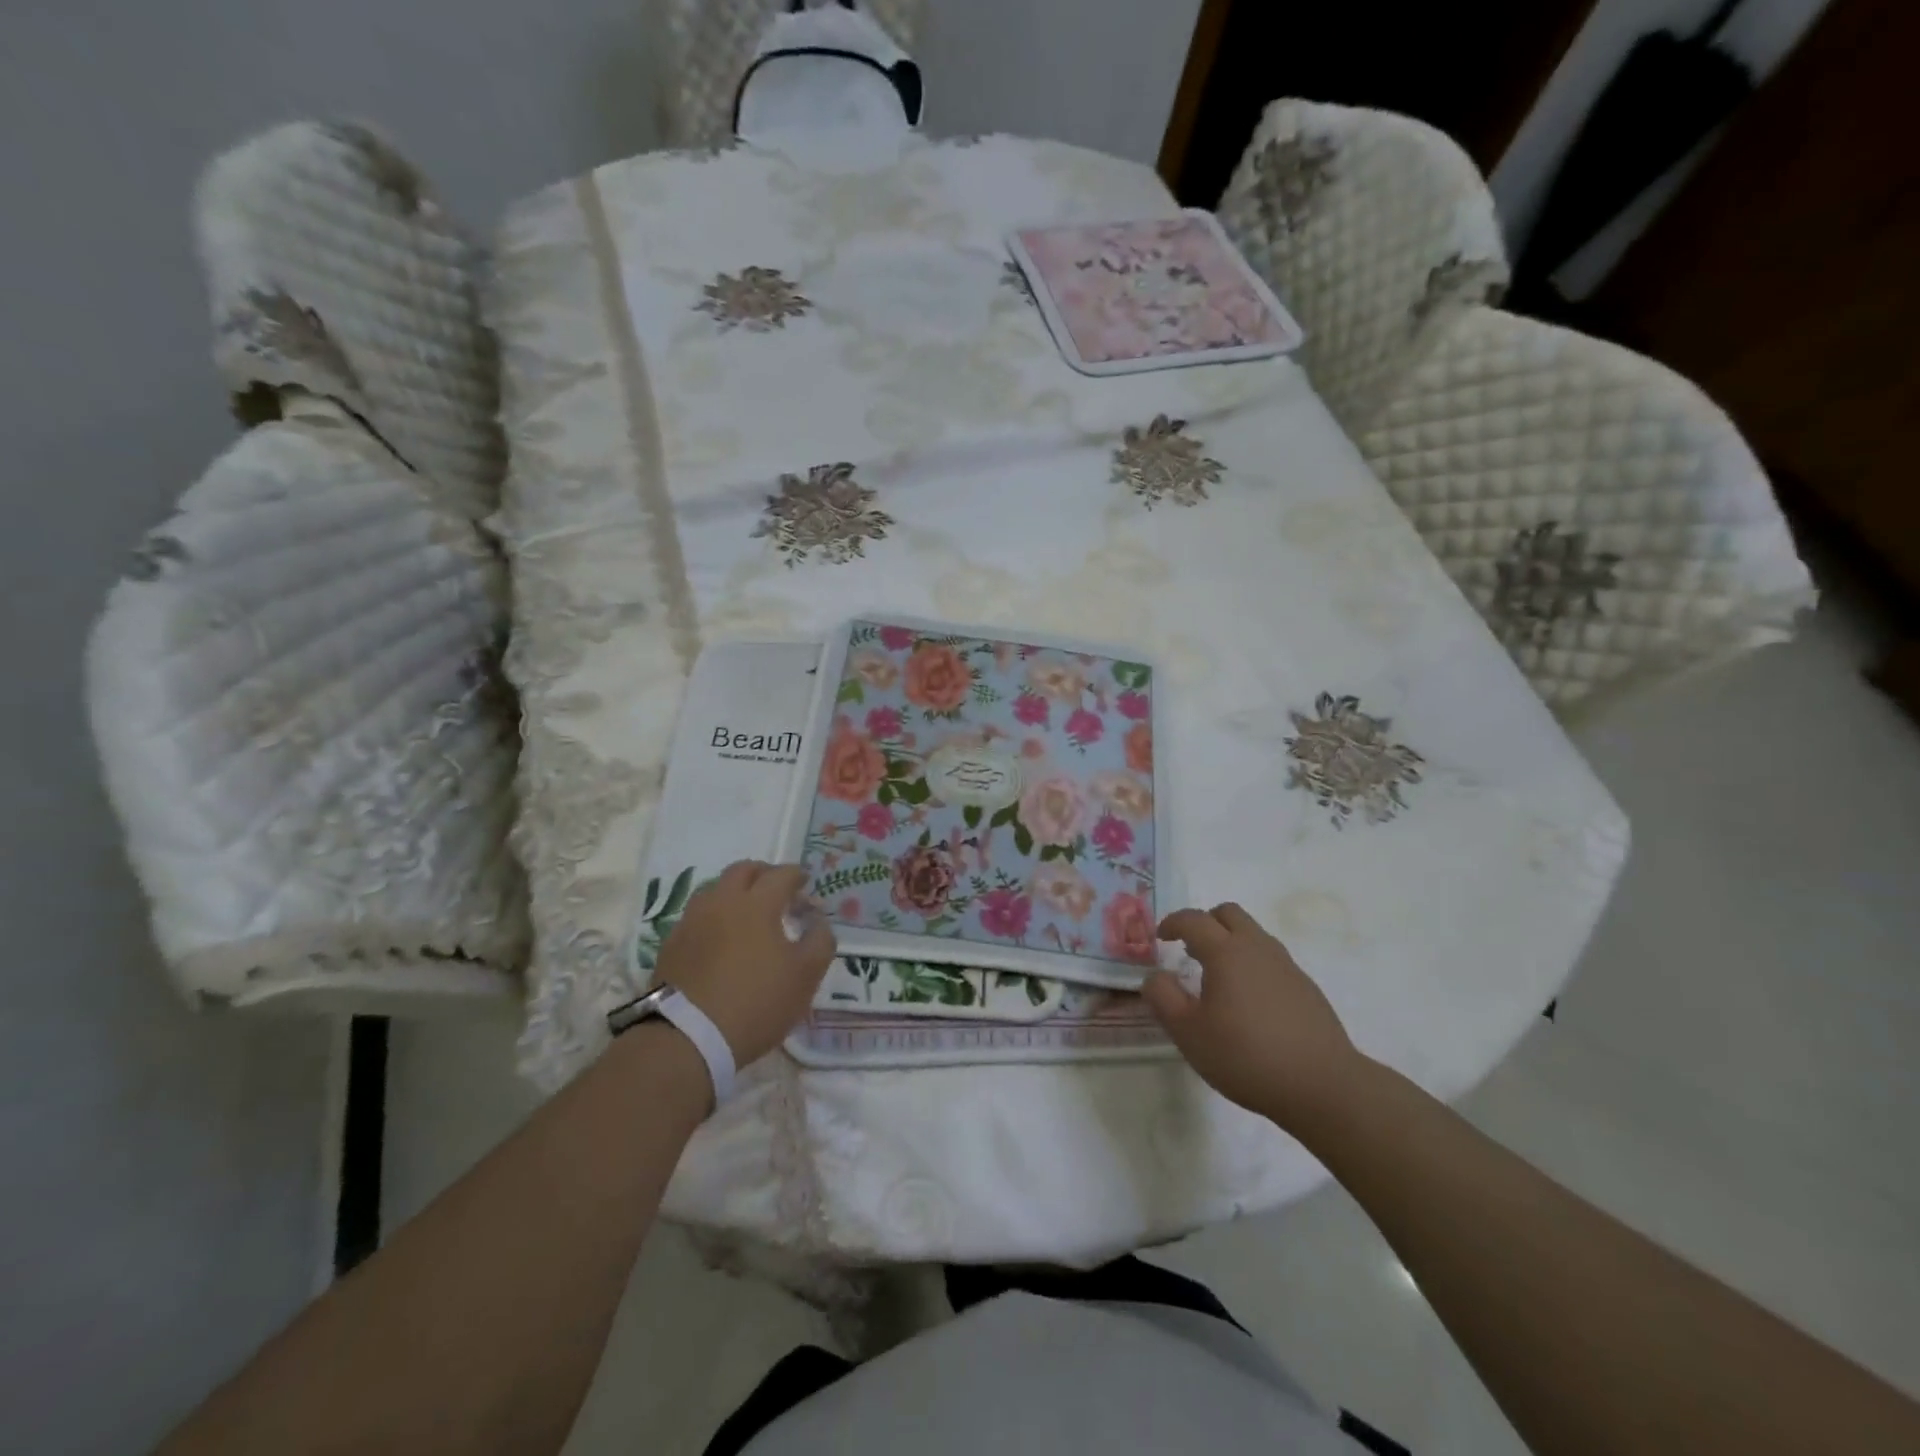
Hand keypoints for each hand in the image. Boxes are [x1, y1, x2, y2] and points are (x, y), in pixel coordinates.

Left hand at [652, 861, 835, 1065]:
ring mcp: (692, 921)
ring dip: (735, 893)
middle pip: (743, 870)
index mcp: (757, 903)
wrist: (687, 1039)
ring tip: (748, 914)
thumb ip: (820, 940)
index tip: (806, 884)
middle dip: (764, 874)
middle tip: (778, 891)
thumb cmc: (756, 1002)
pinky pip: (698, 916)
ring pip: (715, 890)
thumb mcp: (805, 976)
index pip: (781, 874)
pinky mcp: (672, 945)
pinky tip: (722, 939)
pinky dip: (715, 917)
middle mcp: (721, 902)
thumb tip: (817, 920)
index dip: (797, 876)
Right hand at [1145, 903, 1363, 1133]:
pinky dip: (1252, 965)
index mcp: (1226, 952)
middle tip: (1189, 948)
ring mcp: (1287, 967)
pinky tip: (1249, 1003)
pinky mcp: (1306, 989)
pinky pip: (1271, 960)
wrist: (1323, 1085)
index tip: (1160, 937)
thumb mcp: (1188, 1033)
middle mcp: (1258, 948)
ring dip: (1230, 942)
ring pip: (1254, 935)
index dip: (1173, 922)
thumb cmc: (1246, 1056)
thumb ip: (1163, 998)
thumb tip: (1156, 976)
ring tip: (1217, 977)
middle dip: (1205, 922)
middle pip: (1229, 914)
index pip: (1194, 919)